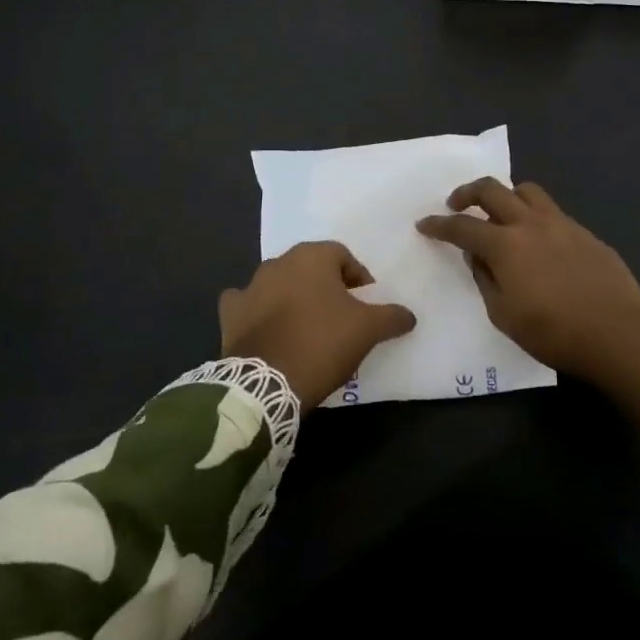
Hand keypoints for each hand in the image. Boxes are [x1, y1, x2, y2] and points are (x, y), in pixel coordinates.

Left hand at [219, 241, 415, 410]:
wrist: (266, 384)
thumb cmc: (322, 343)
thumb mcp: (368, 330)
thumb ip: (391, 316)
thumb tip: (409, 315)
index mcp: (312, 256)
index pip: (342, 255)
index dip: (358, 278)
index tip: (366, 304)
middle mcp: (278, 262)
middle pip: (310, 267)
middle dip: (326, 286)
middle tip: (340, 315)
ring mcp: (249, 286)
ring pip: (279, 283)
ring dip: (293, 297)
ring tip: (307, 326)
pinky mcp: (230, 314)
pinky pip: (247, 304)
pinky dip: (257, 312)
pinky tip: (268, 329)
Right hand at [415, 179, 639, 418]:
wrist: (618, 333)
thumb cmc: (554, 333)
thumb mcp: (504, 316)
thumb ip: (486, 280)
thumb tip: (478, 257)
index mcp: (505, 245)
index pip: (463, 226)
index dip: (439, 224)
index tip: (425, 224)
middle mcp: (530, 223)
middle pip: (492, 189)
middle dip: (467, 192)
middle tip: (456, 203)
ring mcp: (561, 223)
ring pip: (527, 190)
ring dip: (506, 195)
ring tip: (500, 212)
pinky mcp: (584, 231)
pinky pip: (552, 211)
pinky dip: (534, 215)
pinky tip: (538, 238)